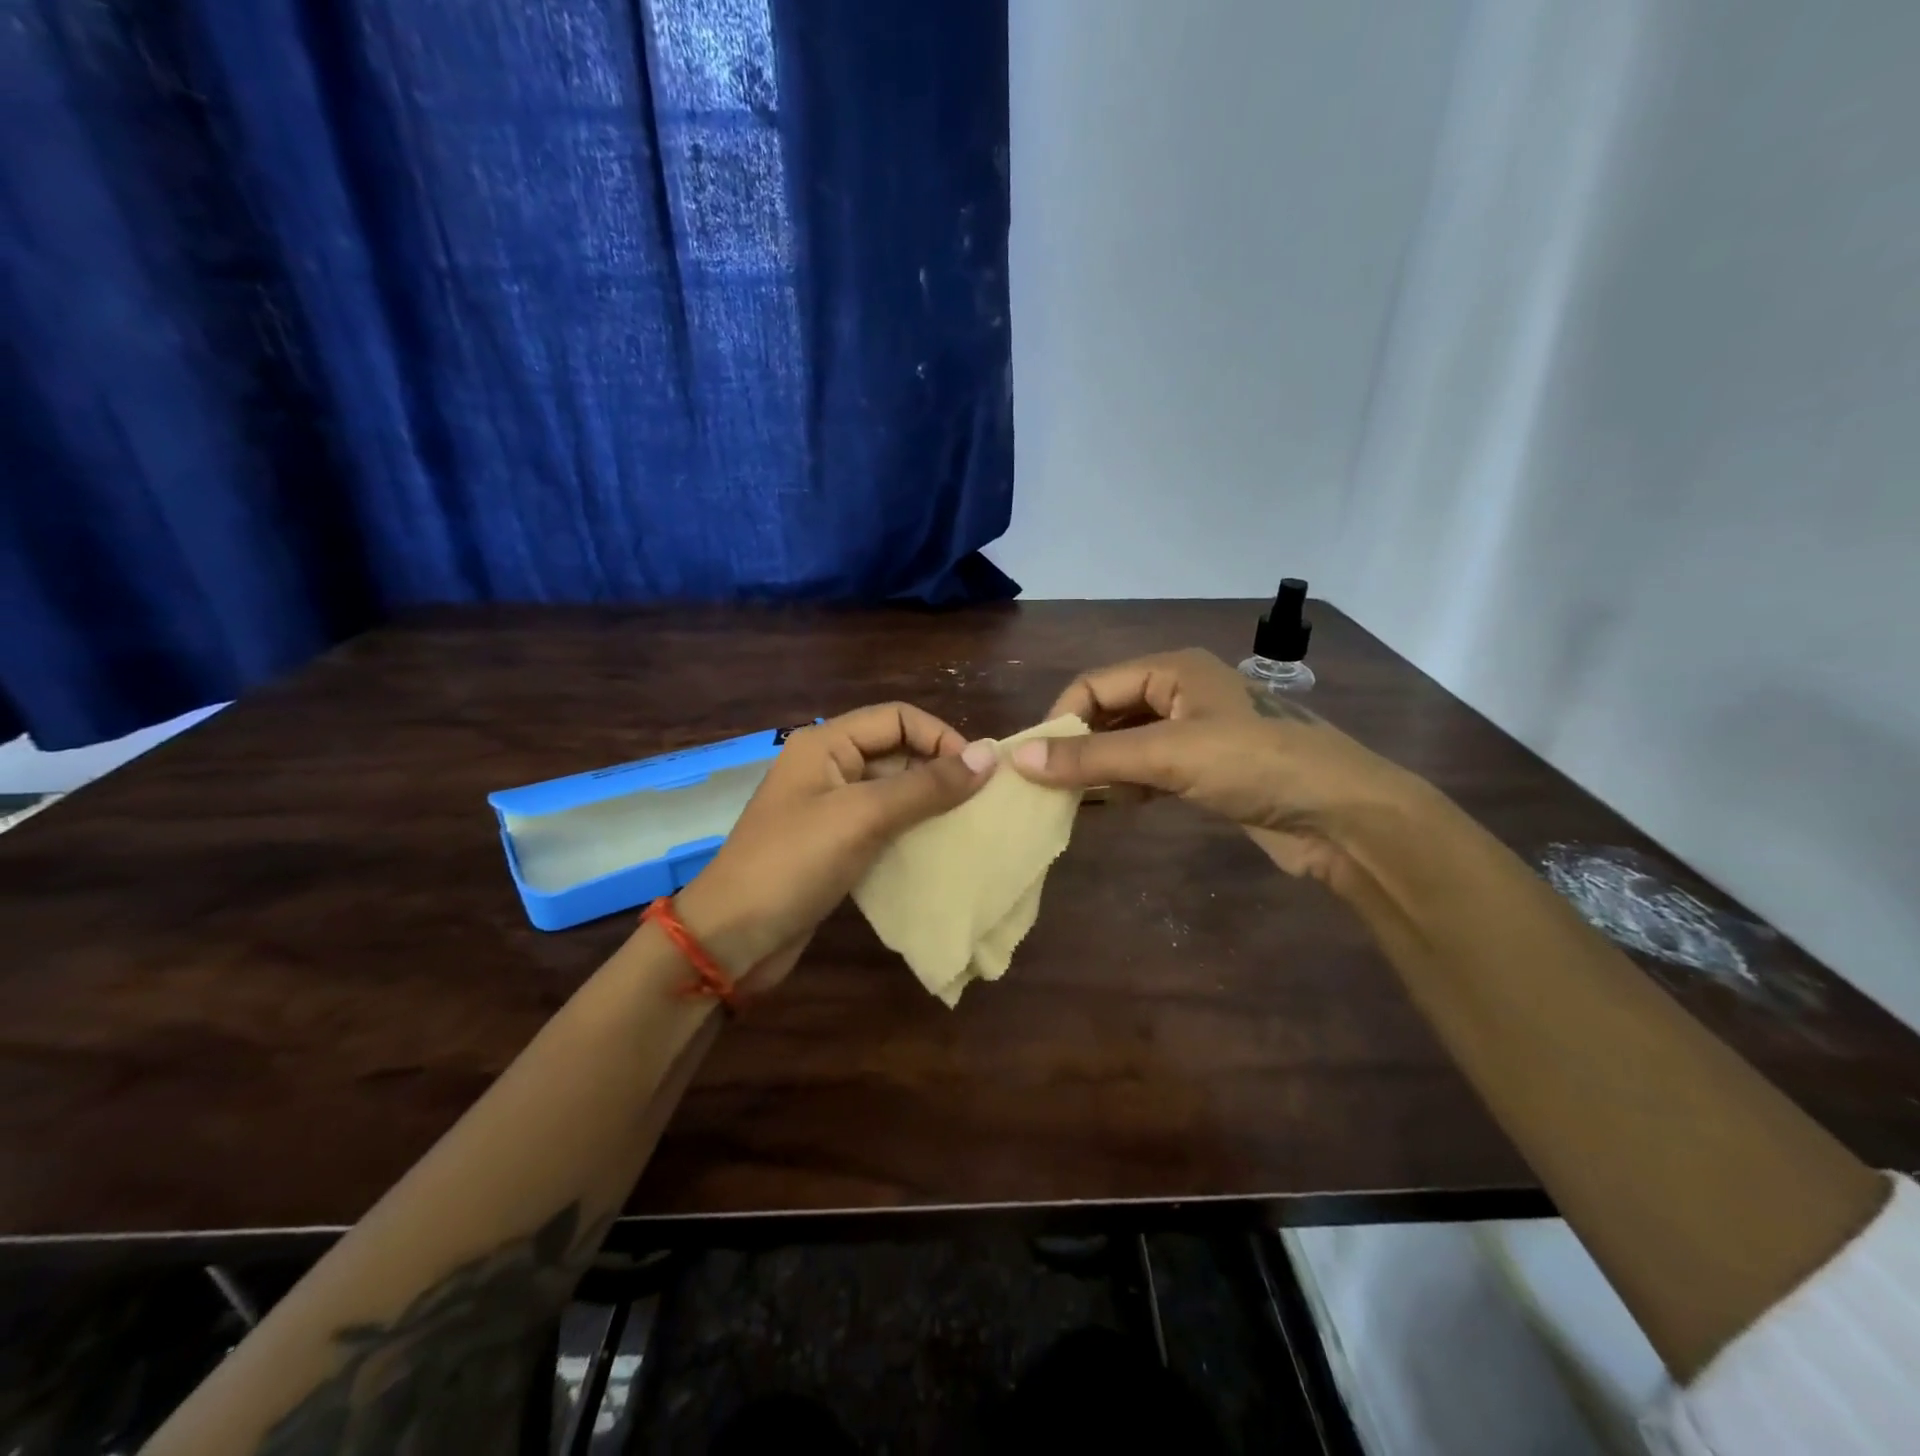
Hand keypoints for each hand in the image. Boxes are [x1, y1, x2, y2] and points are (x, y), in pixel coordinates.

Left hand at [673, 703, 994, 992]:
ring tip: (970, 826)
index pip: (898, 717)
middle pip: (897, 751)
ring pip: (893, 790)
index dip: (941, 737)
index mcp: (827, 743)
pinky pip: (883, 824)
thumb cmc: (794, 863)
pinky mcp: (835, 844)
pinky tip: (939, 850)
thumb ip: (926, 786)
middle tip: (982, 802)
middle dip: (940, 770)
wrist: (732, 938)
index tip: (979, 773)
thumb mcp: (863, 816)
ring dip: (930, 803)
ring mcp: (830, 807)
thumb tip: (988, 756)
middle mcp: (829, 766)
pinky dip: (912, 831)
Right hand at [1008, 648, 1421, 890]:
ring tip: (1066, 801)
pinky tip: (1108, 808)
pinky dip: (1125, 786)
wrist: (1342, 816)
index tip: (1031, 762)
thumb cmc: (1254, 765)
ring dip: (1098, 769)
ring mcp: (1195, 733)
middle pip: (1109, 713)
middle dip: (1077, 746)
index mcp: (1173, 669)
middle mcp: (1180, 693)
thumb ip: (1093, 758)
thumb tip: (1019, 758)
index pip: (1095, 685)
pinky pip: (1148, 770)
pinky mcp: (1205, 770)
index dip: (1060, 718)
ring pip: (1127, 744)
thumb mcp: (1168, 755)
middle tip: (1044, 785)